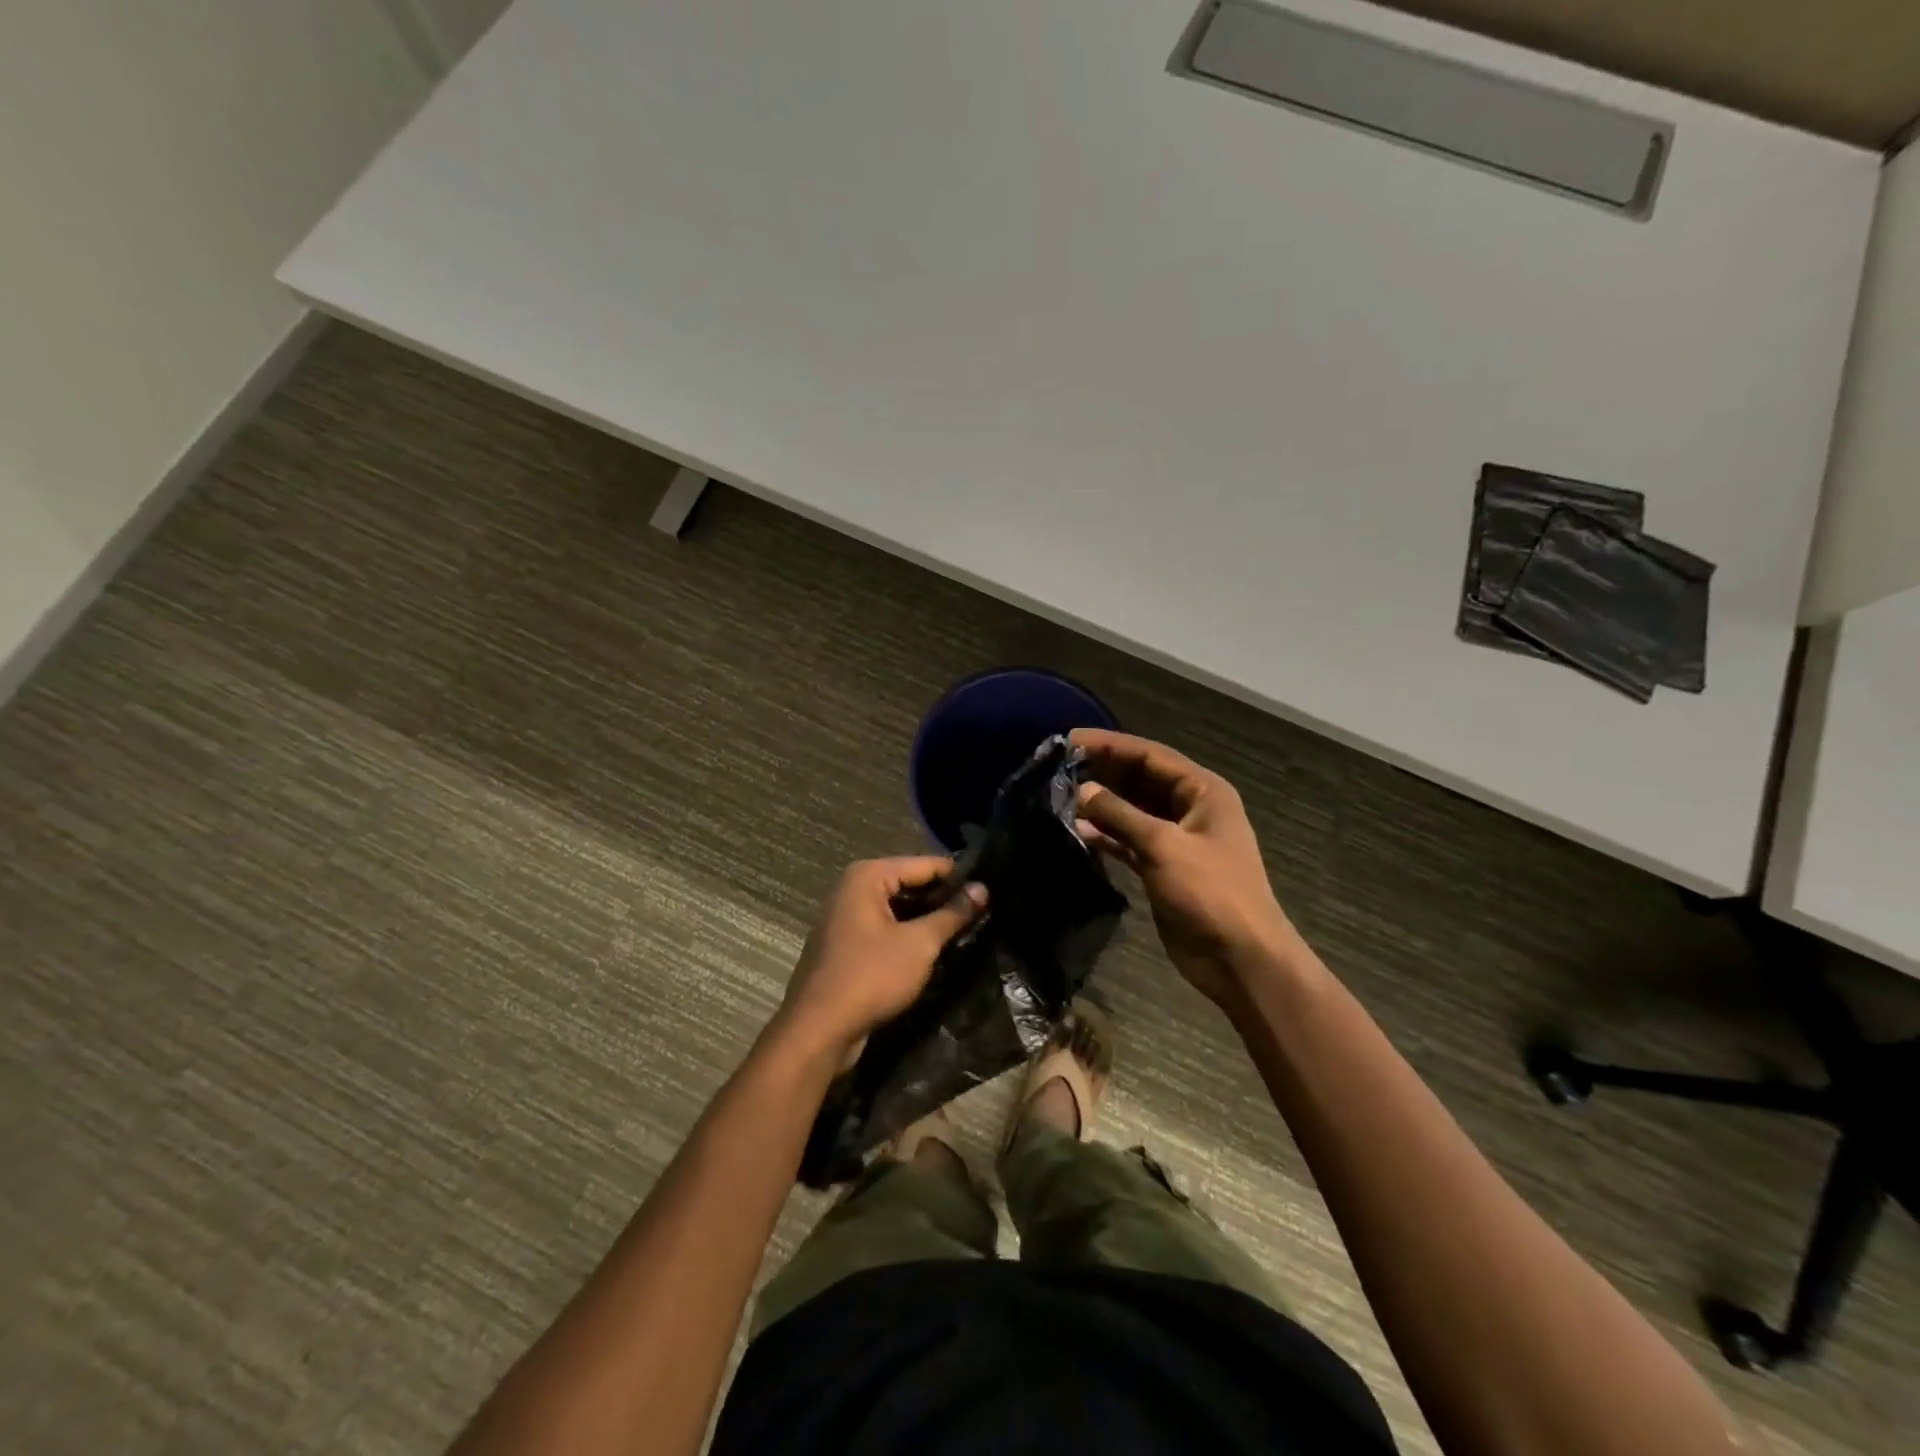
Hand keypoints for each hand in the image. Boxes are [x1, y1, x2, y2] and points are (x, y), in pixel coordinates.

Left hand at [774, 857, 986, 1061]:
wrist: (818, 1030)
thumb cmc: (870, 976)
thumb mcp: (919, 944)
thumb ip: (952, 914)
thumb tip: (983, 889)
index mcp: (867, 876)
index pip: (925, 864)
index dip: (959, 876)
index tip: (992, 887)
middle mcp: (853, 888)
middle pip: (909, 883)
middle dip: (943, 898)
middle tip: (985, 910)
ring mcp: (845, 917)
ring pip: (898, 908)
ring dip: (927, 919)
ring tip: (968, 927)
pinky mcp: (846, 944)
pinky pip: (885, 929)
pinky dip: (908, 935)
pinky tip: (936, 947)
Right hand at [1070, 729, 1296, 1007]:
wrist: (1240, 959)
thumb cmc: (1210, 892)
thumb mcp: (1163, 846)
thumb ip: (1120, 815)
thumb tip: (1082, 791)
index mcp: (1203, 791)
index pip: (1150, 755)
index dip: (1110, 745)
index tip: (1069, 740)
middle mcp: (1190, 808)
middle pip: (1140, 779)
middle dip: (1103, 773)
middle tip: (1058, 768)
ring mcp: (1176, 839)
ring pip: (1132, 811)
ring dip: (1101, 805)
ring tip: (1059, 797)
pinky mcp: (1163, 867)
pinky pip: (1129, 841)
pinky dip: (1106, 836)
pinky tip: (1077, 831)